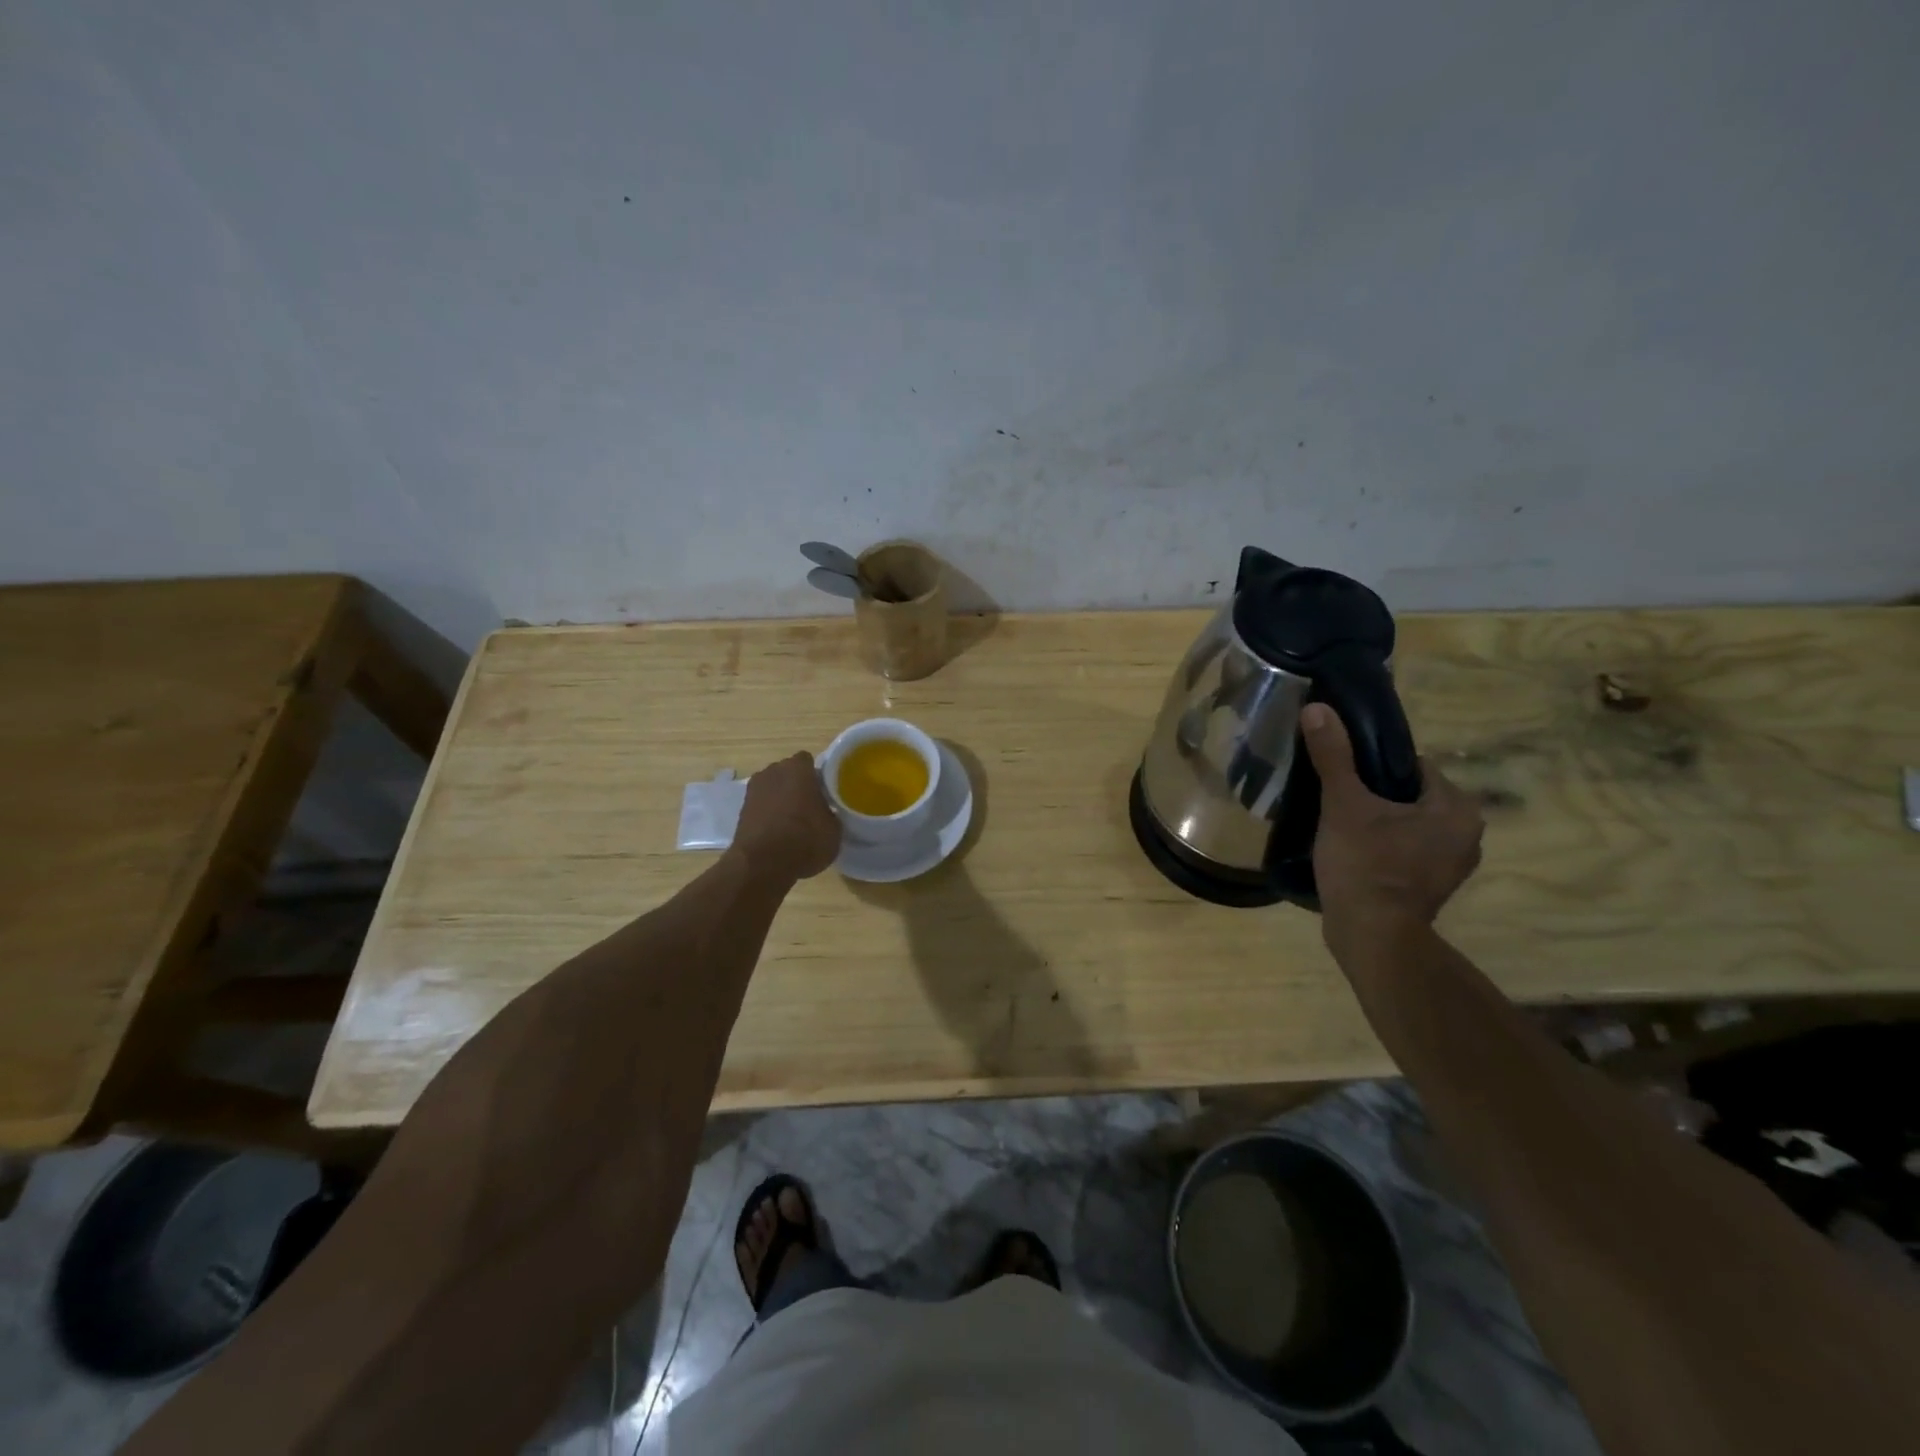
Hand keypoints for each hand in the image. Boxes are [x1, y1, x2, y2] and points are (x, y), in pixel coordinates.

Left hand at [732, 752, 840, 881]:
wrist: (761, 865)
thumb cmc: (805, 839)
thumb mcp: (834, 830)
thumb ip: (831, 813)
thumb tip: (827, 813)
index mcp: (798, 768)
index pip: (809, 761)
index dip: (817, 776)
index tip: (825, 791)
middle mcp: (773, 771)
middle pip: (789, 773)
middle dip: (798, 785)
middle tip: (812, 806)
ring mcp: (753, 790)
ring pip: (773, 789)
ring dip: (781, 800)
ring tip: (794, 822)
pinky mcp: (741, 810)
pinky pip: (762, 806)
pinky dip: (769, 815)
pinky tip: (778, 833)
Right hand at [1301, 702, 1483, 953]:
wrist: (1371, 936)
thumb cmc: (1366, 864)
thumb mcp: (1344, 804)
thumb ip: (1334, 756)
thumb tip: (1318, 708)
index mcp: (1455, 807)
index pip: (1414, 766)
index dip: (1375, 765)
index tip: (1342, 773)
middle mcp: (1466, 834)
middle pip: (1410, 796)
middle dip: (1376, 795)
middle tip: (1335, 798)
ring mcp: (1451, 865)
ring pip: (1408, 825)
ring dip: (1379, 822)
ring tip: (1339, 824)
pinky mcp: (1433, 888)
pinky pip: (1406, 851)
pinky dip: (1383, 847)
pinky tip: (1352, 852)